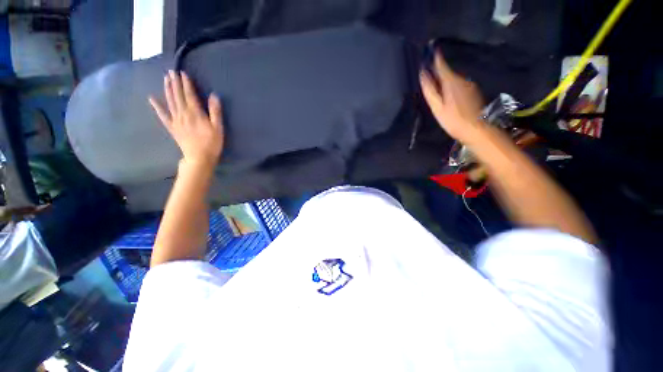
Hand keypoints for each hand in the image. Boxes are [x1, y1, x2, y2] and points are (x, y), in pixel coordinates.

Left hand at [149, 71, 223, 168]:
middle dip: (175, 83)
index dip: (186, 84)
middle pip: (178, 96)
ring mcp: (175, 120)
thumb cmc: (212, 143)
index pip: (189, 95)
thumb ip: (215, 112)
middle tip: (171, 72)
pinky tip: (151, 98)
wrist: (199, 158)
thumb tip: (214, 96)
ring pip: (170, 102)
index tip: (183, 73)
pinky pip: (162, 115)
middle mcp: (183, 114)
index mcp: (195, 113)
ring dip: (168, 90)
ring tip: (166, 79)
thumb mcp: (218, 128)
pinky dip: (157, 106)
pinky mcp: (172, 127)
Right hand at [420, 53, 484, 141]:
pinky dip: (452, 86)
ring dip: (446, 80)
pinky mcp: (473, 92)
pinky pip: (460, 85)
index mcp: (451, 82)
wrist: (476, 129)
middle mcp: (462, 80)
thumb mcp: (437, 107)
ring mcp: (469, 85)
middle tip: (430, 73)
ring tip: (438, 88)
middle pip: (448, 73)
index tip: (432, 49)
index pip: (442, 66)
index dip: (436, 58)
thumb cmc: (453, 120)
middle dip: (439, 72)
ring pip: (454, 79)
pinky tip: (449, 96)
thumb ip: (430, 90)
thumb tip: (423, 75)